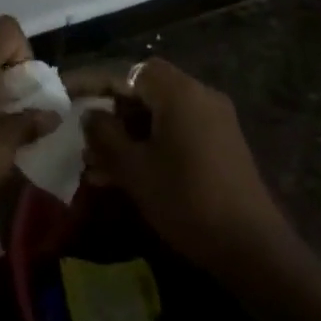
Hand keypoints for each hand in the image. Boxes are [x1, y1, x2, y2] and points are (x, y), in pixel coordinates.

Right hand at [67, 57, 290, 271]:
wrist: (253, 248)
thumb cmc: (187, 200)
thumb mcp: (135, 169)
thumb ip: (105, 135)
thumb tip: (90, 114)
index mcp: (179, 92)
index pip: (128, 72)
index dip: (94, 83)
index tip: (68, 96)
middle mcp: (199, 95)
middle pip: (144, 91)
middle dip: (111, 113)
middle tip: (84, 137)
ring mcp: (214, 120)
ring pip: (159, 115)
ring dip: (128, 134)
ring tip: (97, 165)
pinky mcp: (222, 144)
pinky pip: (177, 132)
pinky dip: (151, 145)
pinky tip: (127, 176)